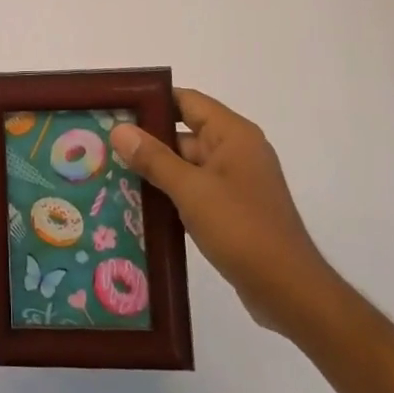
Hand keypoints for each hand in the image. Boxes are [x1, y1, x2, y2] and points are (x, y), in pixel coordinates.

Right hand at [110, 89, 339, 338]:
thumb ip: (154, 158)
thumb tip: (119, 129)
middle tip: (104, 145)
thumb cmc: (242, 230)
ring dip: (155, 171)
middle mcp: (236, 151)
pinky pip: (195, 190)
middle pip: (184, 133)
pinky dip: (170, 194)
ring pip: (186, 165)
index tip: (115, 107)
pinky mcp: (233, 210)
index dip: (151, 101)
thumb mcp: (191, 191)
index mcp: (233, 135)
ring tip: (111, 173)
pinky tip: (138, 205)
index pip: (186, 100)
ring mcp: (236, 182)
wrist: (290, 292)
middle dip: (146, 140)